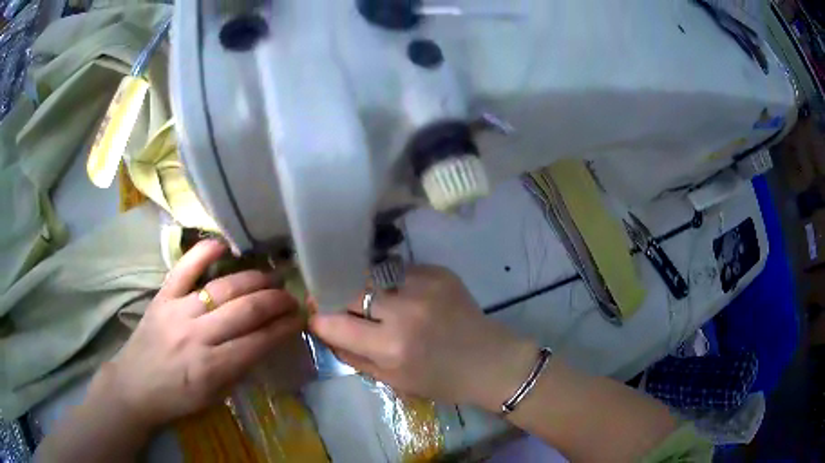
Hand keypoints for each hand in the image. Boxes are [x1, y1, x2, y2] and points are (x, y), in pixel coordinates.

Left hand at [96, 240, 303, 429]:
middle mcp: (197, 335)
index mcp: (213, 368)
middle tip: (291, 297)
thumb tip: (263, 341)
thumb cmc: (177, 399)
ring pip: (224, 287)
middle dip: (276, 300)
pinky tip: (225, 245)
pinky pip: (185, 268)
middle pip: (246, 310)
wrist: (135, 386)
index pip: (259, 342)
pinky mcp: (162, 297)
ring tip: (271, 277)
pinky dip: (205, 253)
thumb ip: (239, 368)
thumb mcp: (215, 396)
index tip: (301, 318)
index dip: (284, 328)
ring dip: (254, 279)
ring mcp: (178, 311)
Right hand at [310, 266, 537, 409]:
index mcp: (392, 346)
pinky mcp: (439, 272)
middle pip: (350, 290)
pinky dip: (395, 284)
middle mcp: (405, 310)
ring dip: (367, 290)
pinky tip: (407, 298)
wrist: (491, 362)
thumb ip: (353, 356)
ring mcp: (424, 286)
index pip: (335, 322)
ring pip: (373, 276)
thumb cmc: (442, 381)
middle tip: (337, 303)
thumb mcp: (393, 381)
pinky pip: (400, 272)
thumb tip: (324, 331)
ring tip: (377, 303)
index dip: (320, 320)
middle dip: (338, 298)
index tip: (317, 318)